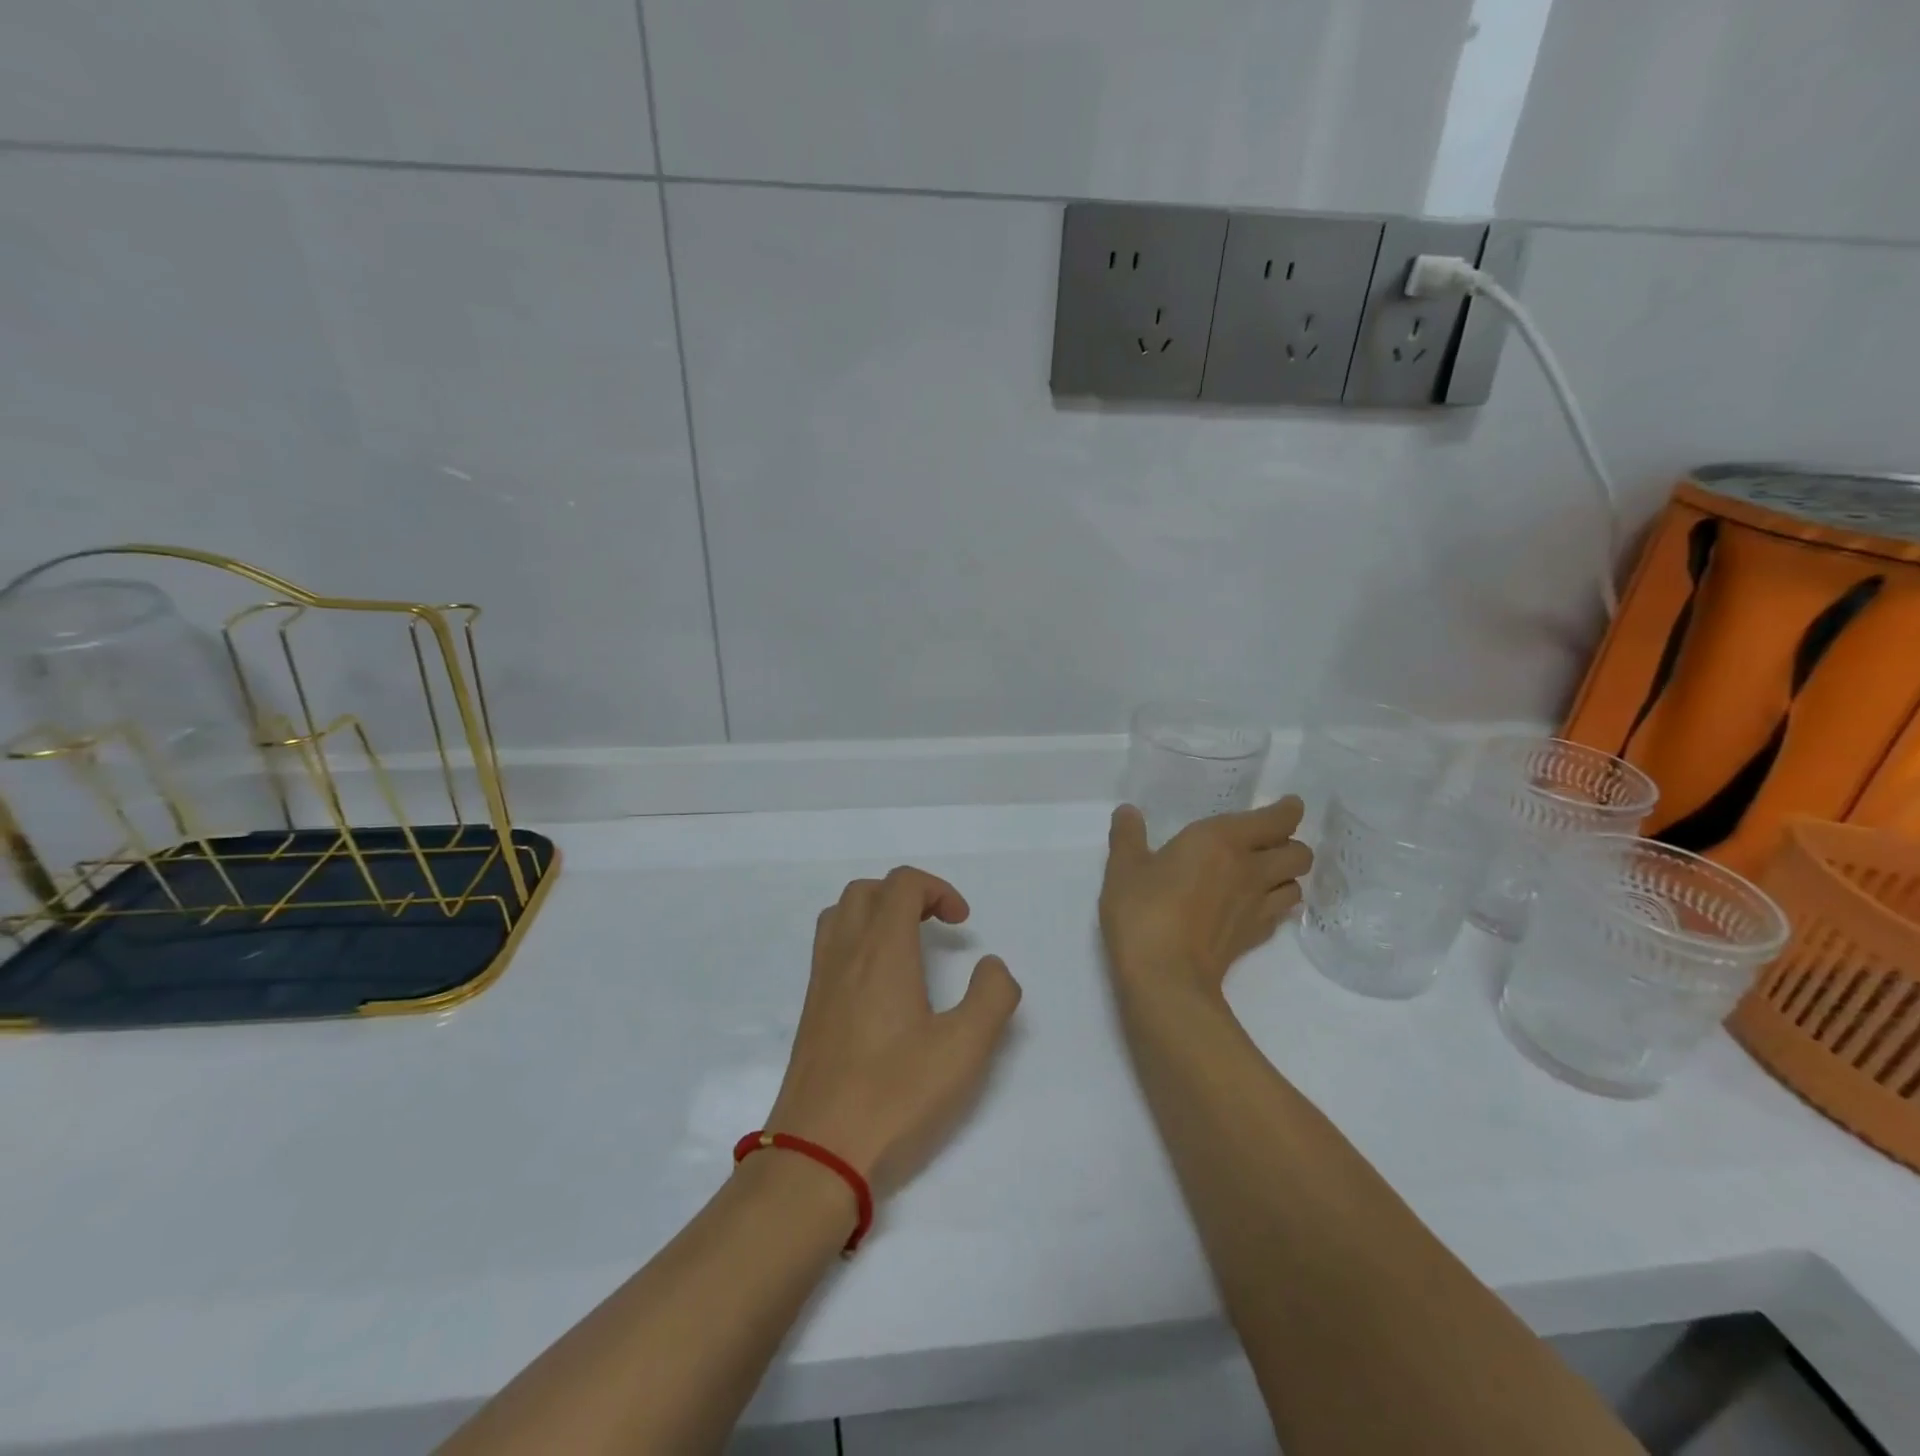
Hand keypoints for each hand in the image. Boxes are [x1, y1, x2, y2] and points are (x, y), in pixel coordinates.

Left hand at [766, 867, 1021, 1199]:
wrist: (816, 1156)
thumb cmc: (895, 1097)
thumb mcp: (965, 1049)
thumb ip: (991, 996)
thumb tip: (992, 966)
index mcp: (881, 951)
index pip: (902, 884)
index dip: (938, 889)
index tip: (962, 925)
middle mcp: (845, 954)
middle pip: (867, 890)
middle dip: (907, 894)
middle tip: (936, 927)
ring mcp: (821, 982)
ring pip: (840, 915)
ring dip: (876, 912)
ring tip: (908, 946)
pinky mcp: (810, 1011)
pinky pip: (829, 947)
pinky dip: (856, 940)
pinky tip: (880, 985)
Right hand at [1100, 799, 1311, 997]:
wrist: (1165, 976)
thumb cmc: (1144, 910)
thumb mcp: (1124, 867)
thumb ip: (1127, 835)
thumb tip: (1127, 811)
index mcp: (1222, 840)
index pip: (1277, 819)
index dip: (1288, 810)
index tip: (1287, 805)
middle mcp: (1250, 869)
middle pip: (1300, 853)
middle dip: (1291, 844)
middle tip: (1267, 843)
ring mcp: (1258, 907)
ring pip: (1297, 885)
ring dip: (1286, 877)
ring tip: (1264, 875)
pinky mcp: (1255, 938)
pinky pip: (1280, 914)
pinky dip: (1274, 905)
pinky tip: (1251, 907)